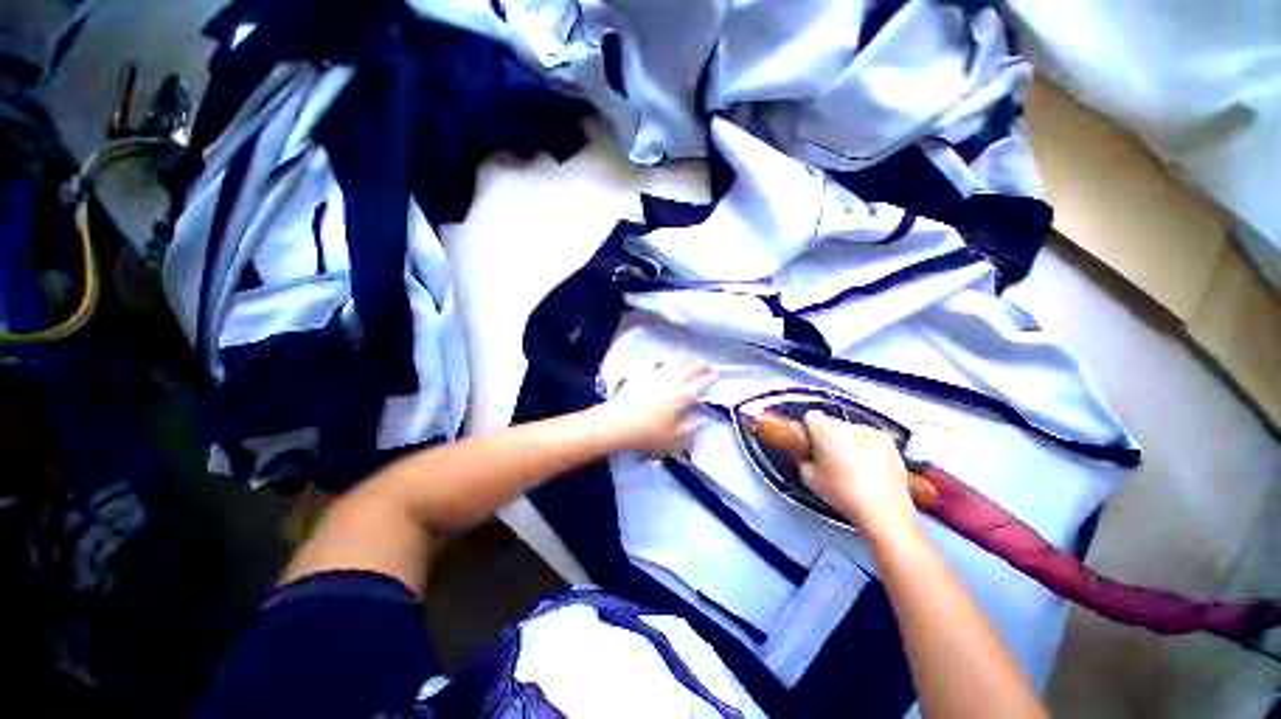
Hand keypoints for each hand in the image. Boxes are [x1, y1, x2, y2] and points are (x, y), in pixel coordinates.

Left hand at [596, 360, 713, 454]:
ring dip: (683, 360)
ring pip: (672, 362)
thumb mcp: (675, 437)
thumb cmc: (648, 433)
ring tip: (687, 361)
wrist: (619, 423)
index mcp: (681, 397)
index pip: (700, 384)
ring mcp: (654, 375)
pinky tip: (660, 360)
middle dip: (701, 366)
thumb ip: (693, 428)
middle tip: (707, 365)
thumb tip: (706, 419)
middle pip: (689, 369)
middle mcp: (670, 381)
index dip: (710, 378)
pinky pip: (652, 362)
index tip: (716, 375)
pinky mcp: (640, 373)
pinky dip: (659, 360)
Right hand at [799, 412, 919, 542]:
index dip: (808, 431)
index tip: (810, 446)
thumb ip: (801, 457)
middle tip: (829, 459)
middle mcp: (849, 425)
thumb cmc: (842, 494)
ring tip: (851, 466)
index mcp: (827, 430)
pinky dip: (866, 448)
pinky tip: (868, 468)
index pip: (810, 416)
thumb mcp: (809, 477)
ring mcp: (872, 432)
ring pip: (851, 430)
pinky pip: (869, 438)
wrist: (884, 511)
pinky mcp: (889, 442)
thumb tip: (803, 451)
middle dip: (828, 436)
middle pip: (831, 422)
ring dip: (847, 441)